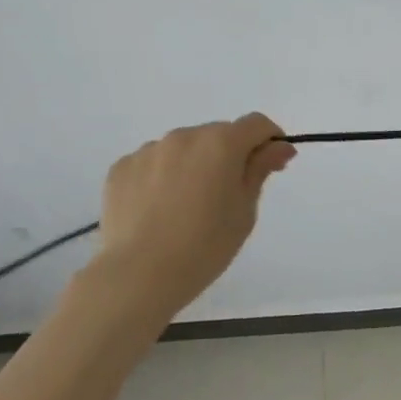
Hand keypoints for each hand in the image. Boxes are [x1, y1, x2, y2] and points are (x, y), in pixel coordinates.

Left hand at [90, 113, 295, 316]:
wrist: (138, 275)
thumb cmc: (204, 247)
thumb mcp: (244, 211)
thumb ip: (260, 170)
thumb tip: (278, 147)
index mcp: (221, 143)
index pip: (256, 124)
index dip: (269, 139)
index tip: (272, 164)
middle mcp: (185, 136)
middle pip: (218, 134)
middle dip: (229, 155)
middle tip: (227, 195)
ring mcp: (149, 150)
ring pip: (183, 148)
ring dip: (193, 165)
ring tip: (186, 207)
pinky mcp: (122, 167)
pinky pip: (152, 163)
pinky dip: (161, 177)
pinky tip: (157, 210)